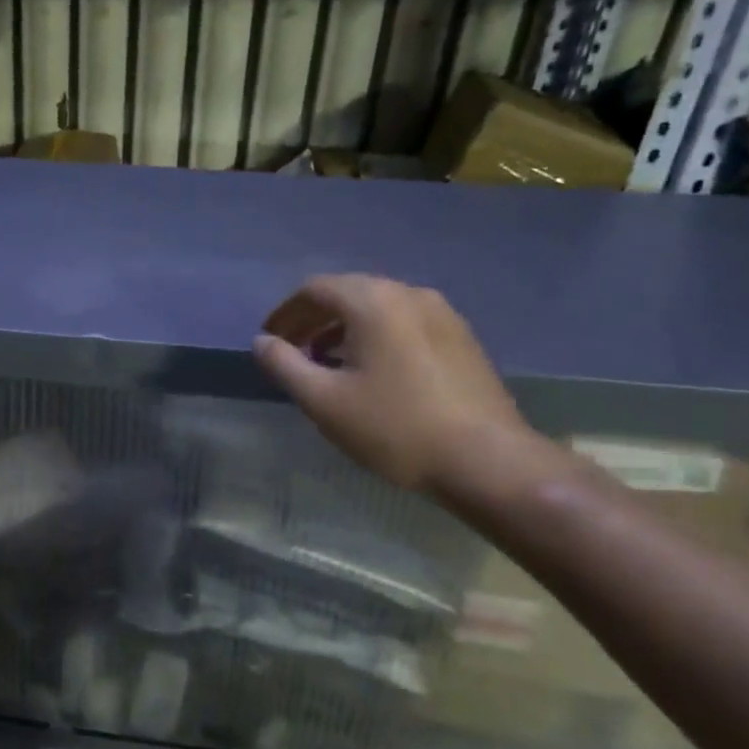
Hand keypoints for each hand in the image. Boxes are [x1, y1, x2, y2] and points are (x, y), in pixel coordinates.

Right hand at [254, 274, 533, 493]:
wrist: (486, 460)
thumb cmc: (395, 428)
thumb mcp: (324, 401)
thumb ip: (285, 365)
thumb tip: (262, 342)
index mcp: (373, 301)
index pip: (315, 289)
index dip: (285, 313)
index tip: (269, 340)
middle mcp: (409, 294)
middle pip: (348, 293)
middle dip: (314, 319)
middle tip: (292, 351)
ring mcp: (442, 314)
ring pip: (378, 308)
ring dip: (344, 329)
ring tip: (326, 364)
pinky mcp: (460, 338)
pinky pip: (404, 324)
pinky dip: (375, 337)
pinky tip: (370, 372)